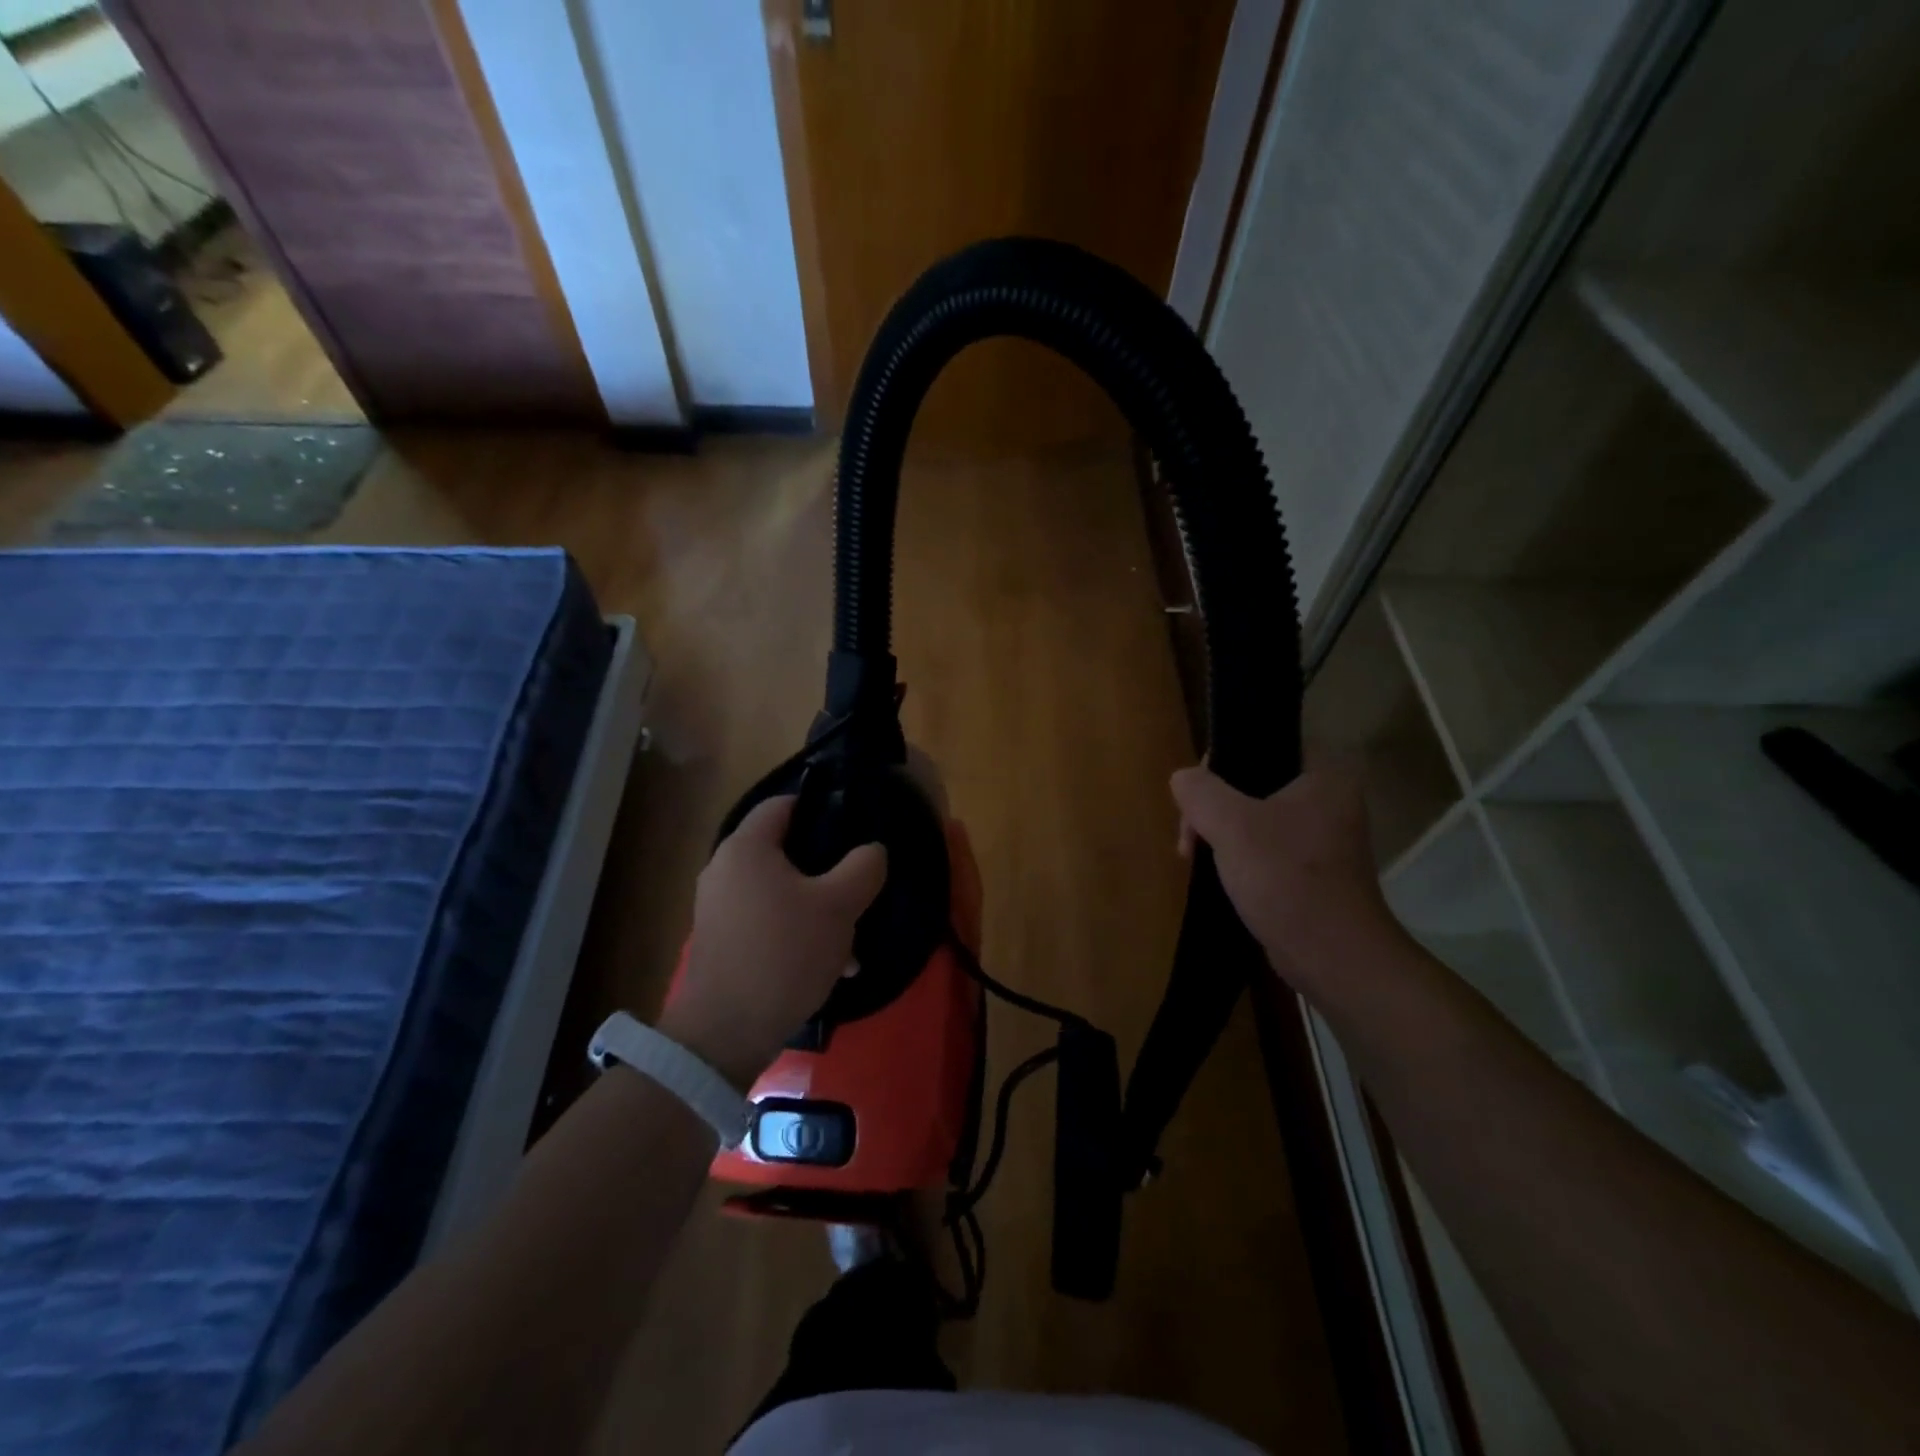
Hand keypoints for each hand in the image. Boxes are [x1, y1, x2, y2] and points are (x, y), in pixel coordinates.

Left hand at [660, 796, 887, 1087]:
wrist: (726, 1033)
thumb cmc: (784, 953)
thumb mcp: (838, 906)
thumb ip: (864, 867)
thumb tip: (873, 850)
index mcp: (746, 847)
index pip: (783, 803)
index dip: (821, 807)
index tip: (854, 826)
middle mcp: (725, 869)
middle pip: (785, 850)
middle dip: (827, 869)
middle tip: (859, 886)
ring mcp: (719, 907)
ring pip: (781, 891)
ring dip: (817, 908)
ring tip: (851, 939)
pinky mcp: (722, 941)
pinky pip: (767, 922)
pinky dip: (796, 932)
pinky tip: (830, 965)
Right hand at [1171, 757, 1399, 996]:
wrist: (1332, 957)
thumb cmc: (1286, 878)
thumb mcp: (1232, 825)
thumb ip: (1200, 792)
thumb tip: (1182, 778)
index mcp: (1324, 774)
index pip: (1262, 744)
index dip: (1221, 762)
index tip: (1196, 798)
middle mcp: (1329, 799)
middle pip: (1252, 783)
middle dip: (1212, 808)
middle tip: (1190, 840)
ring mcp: (1322, 837)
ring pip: (1254, 817)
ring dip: (1220, 834)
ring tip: (1195, 859)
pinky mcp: (1311, 870)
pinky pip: (1264, 847)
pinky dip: (1238, 857)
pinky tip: (1218, 875)